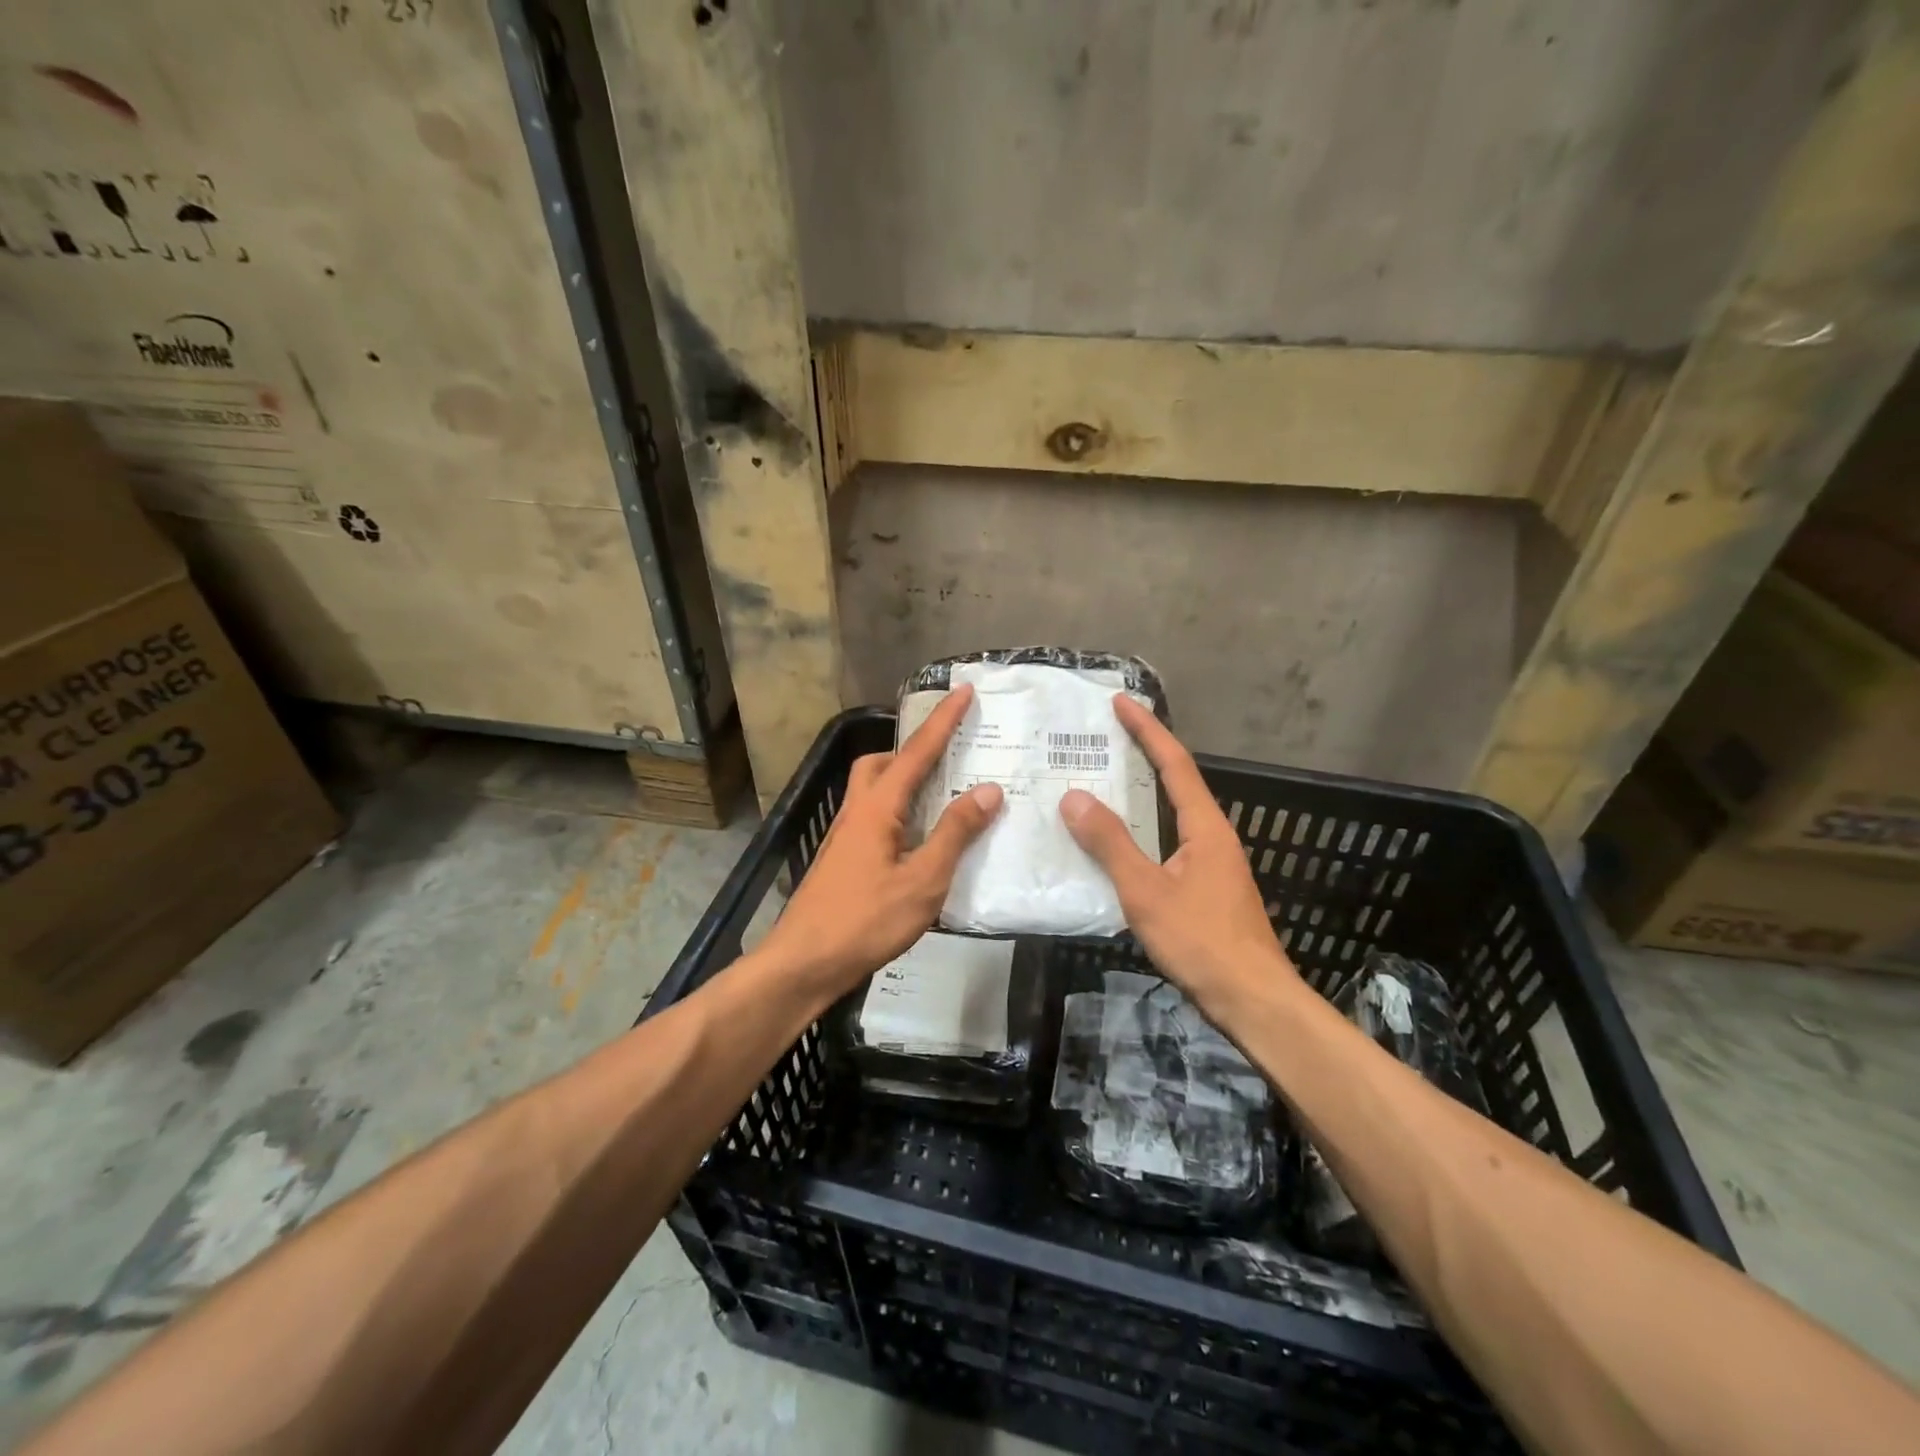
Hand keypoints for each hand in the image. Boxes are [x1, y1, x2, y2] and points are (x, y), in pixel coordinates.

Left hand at [758, 685, 1003, 1000]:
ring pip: (873, 791)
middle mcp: (857, 812)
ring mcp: (845, 837)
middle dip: (913, 750)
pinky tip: (920, 842)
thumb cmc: (865, 920)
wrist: (804, 963)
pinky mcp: (843, 860)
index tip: (963, 691)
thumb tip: (987, 790)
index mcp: (877, 808)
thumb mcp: (923, 880)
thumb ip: (954, 833)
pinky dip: (899, 813)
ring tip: (941, 798)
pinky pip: (874, 818)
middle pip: (880, 763)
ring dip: (905, 782)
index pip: (916, 753)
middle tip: (947, 757)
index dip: (942, 721)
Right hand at [1060, 695, 1297, 1006]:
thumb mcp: (1147, 891)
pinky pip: (1167, 843)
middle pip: (1175, 783)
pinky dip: (1140, 832)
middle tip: (1101, 740)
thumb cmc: (1203, 942)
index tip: (1121, 703)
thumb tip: (1074, 797)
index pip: (1174, 764)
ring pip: (1170, 816)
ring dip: (1139, 796)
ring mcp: (1211, 864)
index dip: (1147, 730)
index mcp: (1205, 827)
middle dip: (1142, 756)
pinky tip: (1115, 848)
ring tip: (1099, 786)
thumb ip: (1111, 844)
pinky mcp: (1205, 889)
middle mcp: (1213, 837)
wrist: (1253, 1001)